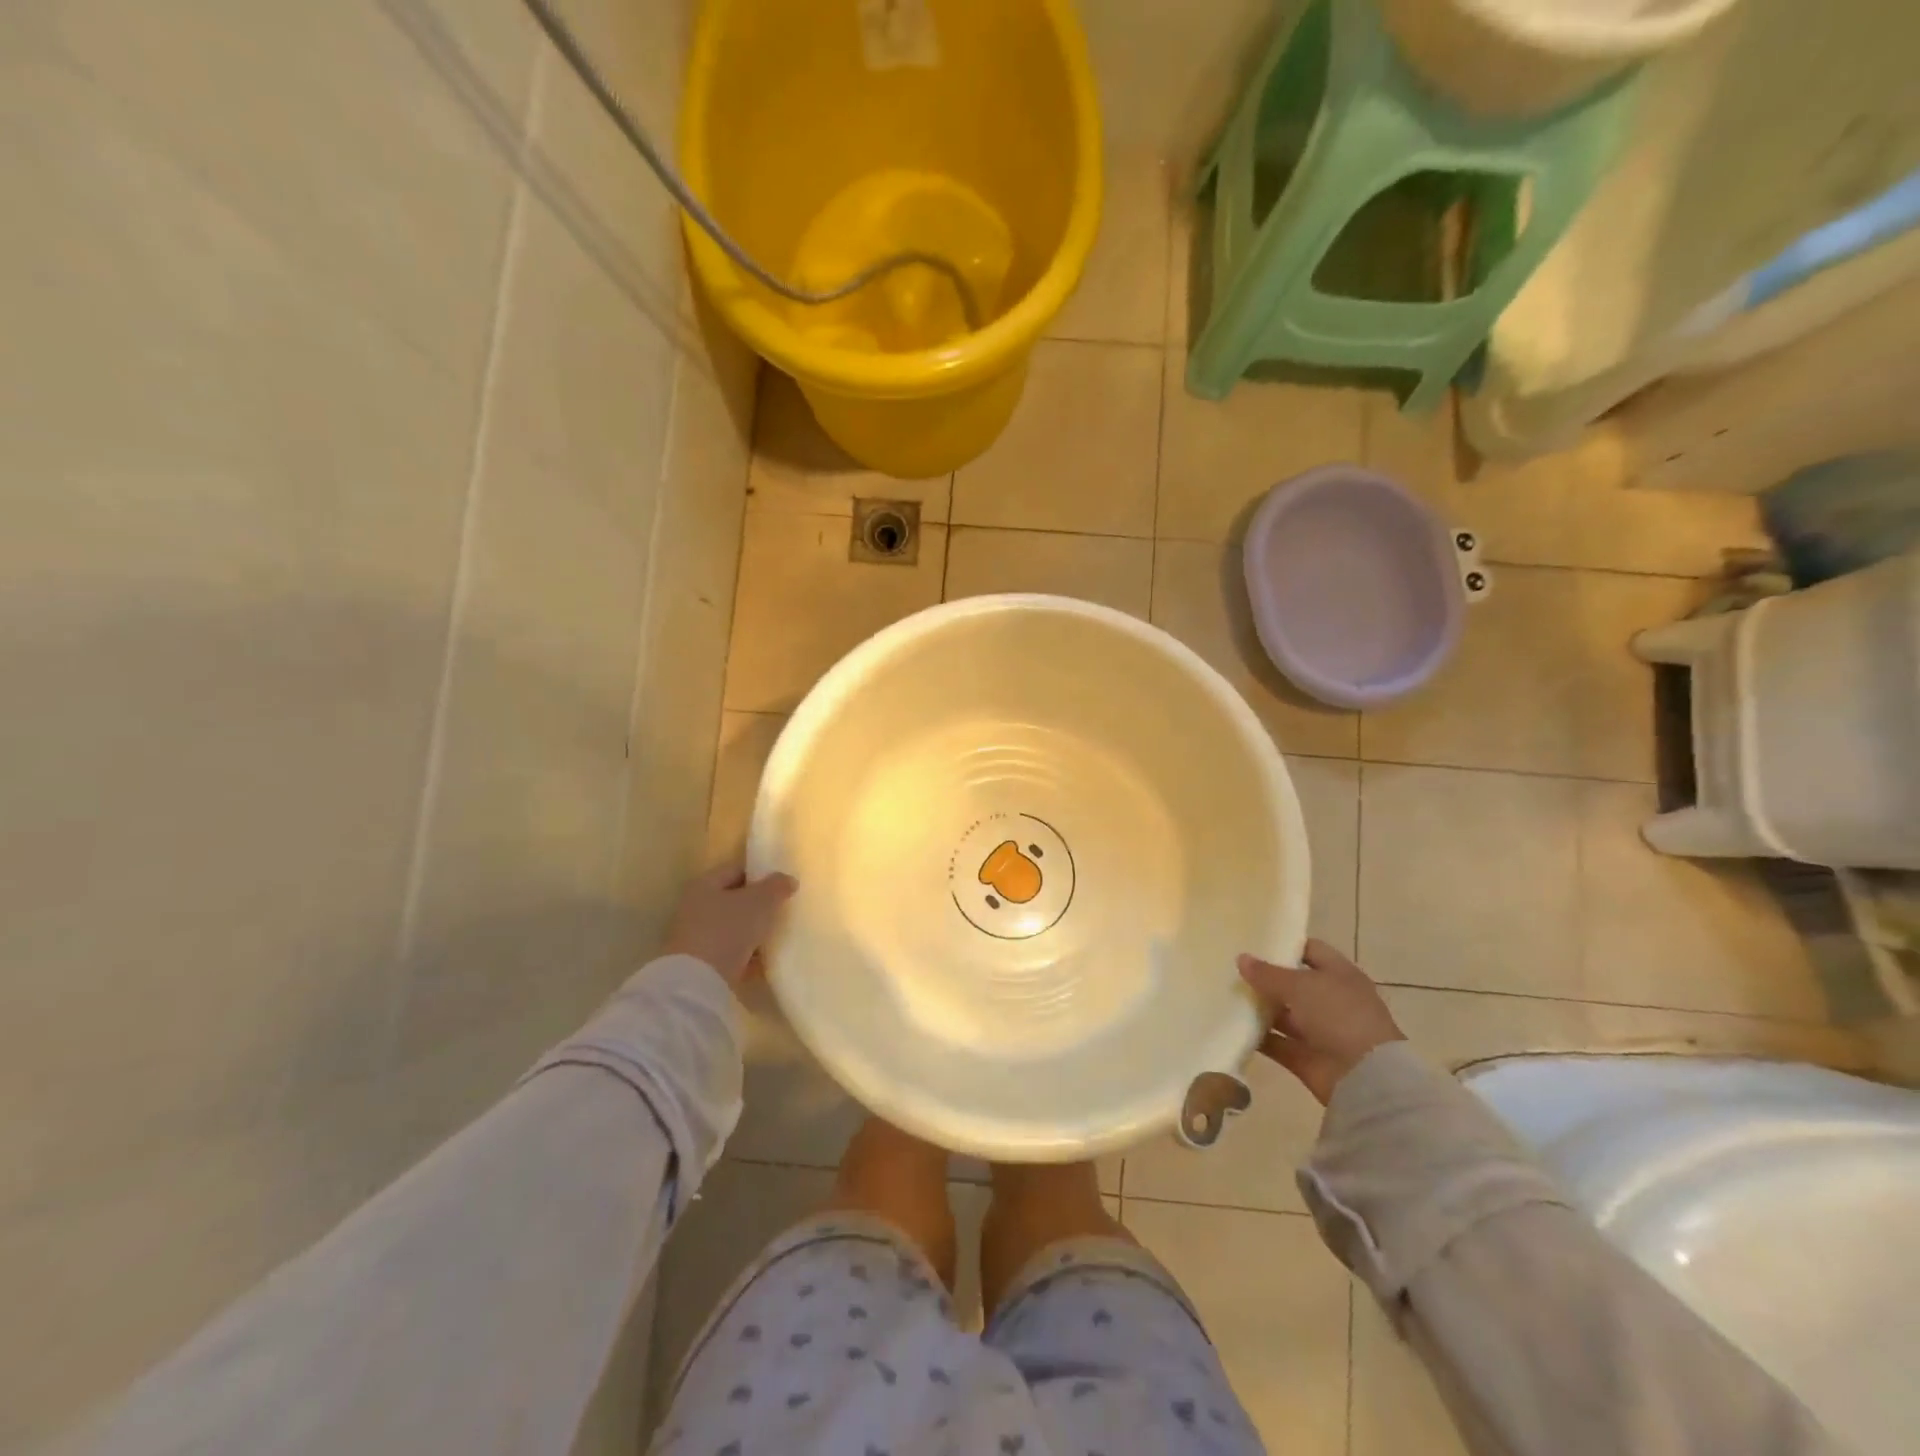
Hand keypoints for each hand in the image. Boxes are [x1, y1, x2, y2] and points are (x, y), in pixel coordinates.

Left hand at [661, 863, 797, 989]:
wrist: (697, 983)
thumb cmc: (728, 930)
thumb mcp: (760, 902)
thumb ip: (776, 887)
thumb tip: (788, 879)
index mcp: (704, 884)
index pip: (737, 870)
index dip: (761, 874)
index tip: (783, 884)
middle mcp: (695, 907)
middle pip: (733, 900)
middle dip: (758, 905)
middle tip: (782, 910)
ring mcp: (695, 937)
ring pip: (732, 928)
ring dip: (752, 932)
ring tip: (776, 937)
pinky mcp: (699, 964)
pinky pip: (729, 953)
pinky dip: (746, 956)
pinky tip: (763, 961)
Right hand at [1238, 939, 1404, 1104]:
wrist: (1365, 1078)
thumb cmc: (1338, 1016)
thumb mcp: (1300, 986)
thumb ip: (1268, 973)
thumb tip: (1241, 958)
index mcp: (1339, 975)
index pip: (1311, 950)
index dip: (1286, 944)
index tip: (1254, 941)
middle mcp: (1331, 1000)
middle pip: (1293, 984)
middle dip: (1266, 978)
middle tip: (1231, 968)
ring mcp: (1320, 1031)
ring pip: (1283, 1015)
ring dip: (1259, 1008)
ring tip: (1226, 996)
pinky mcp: (1307, 1058)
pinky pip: (1277, 1043)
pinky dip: (1258, 1037)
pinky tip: (1232, 1026)